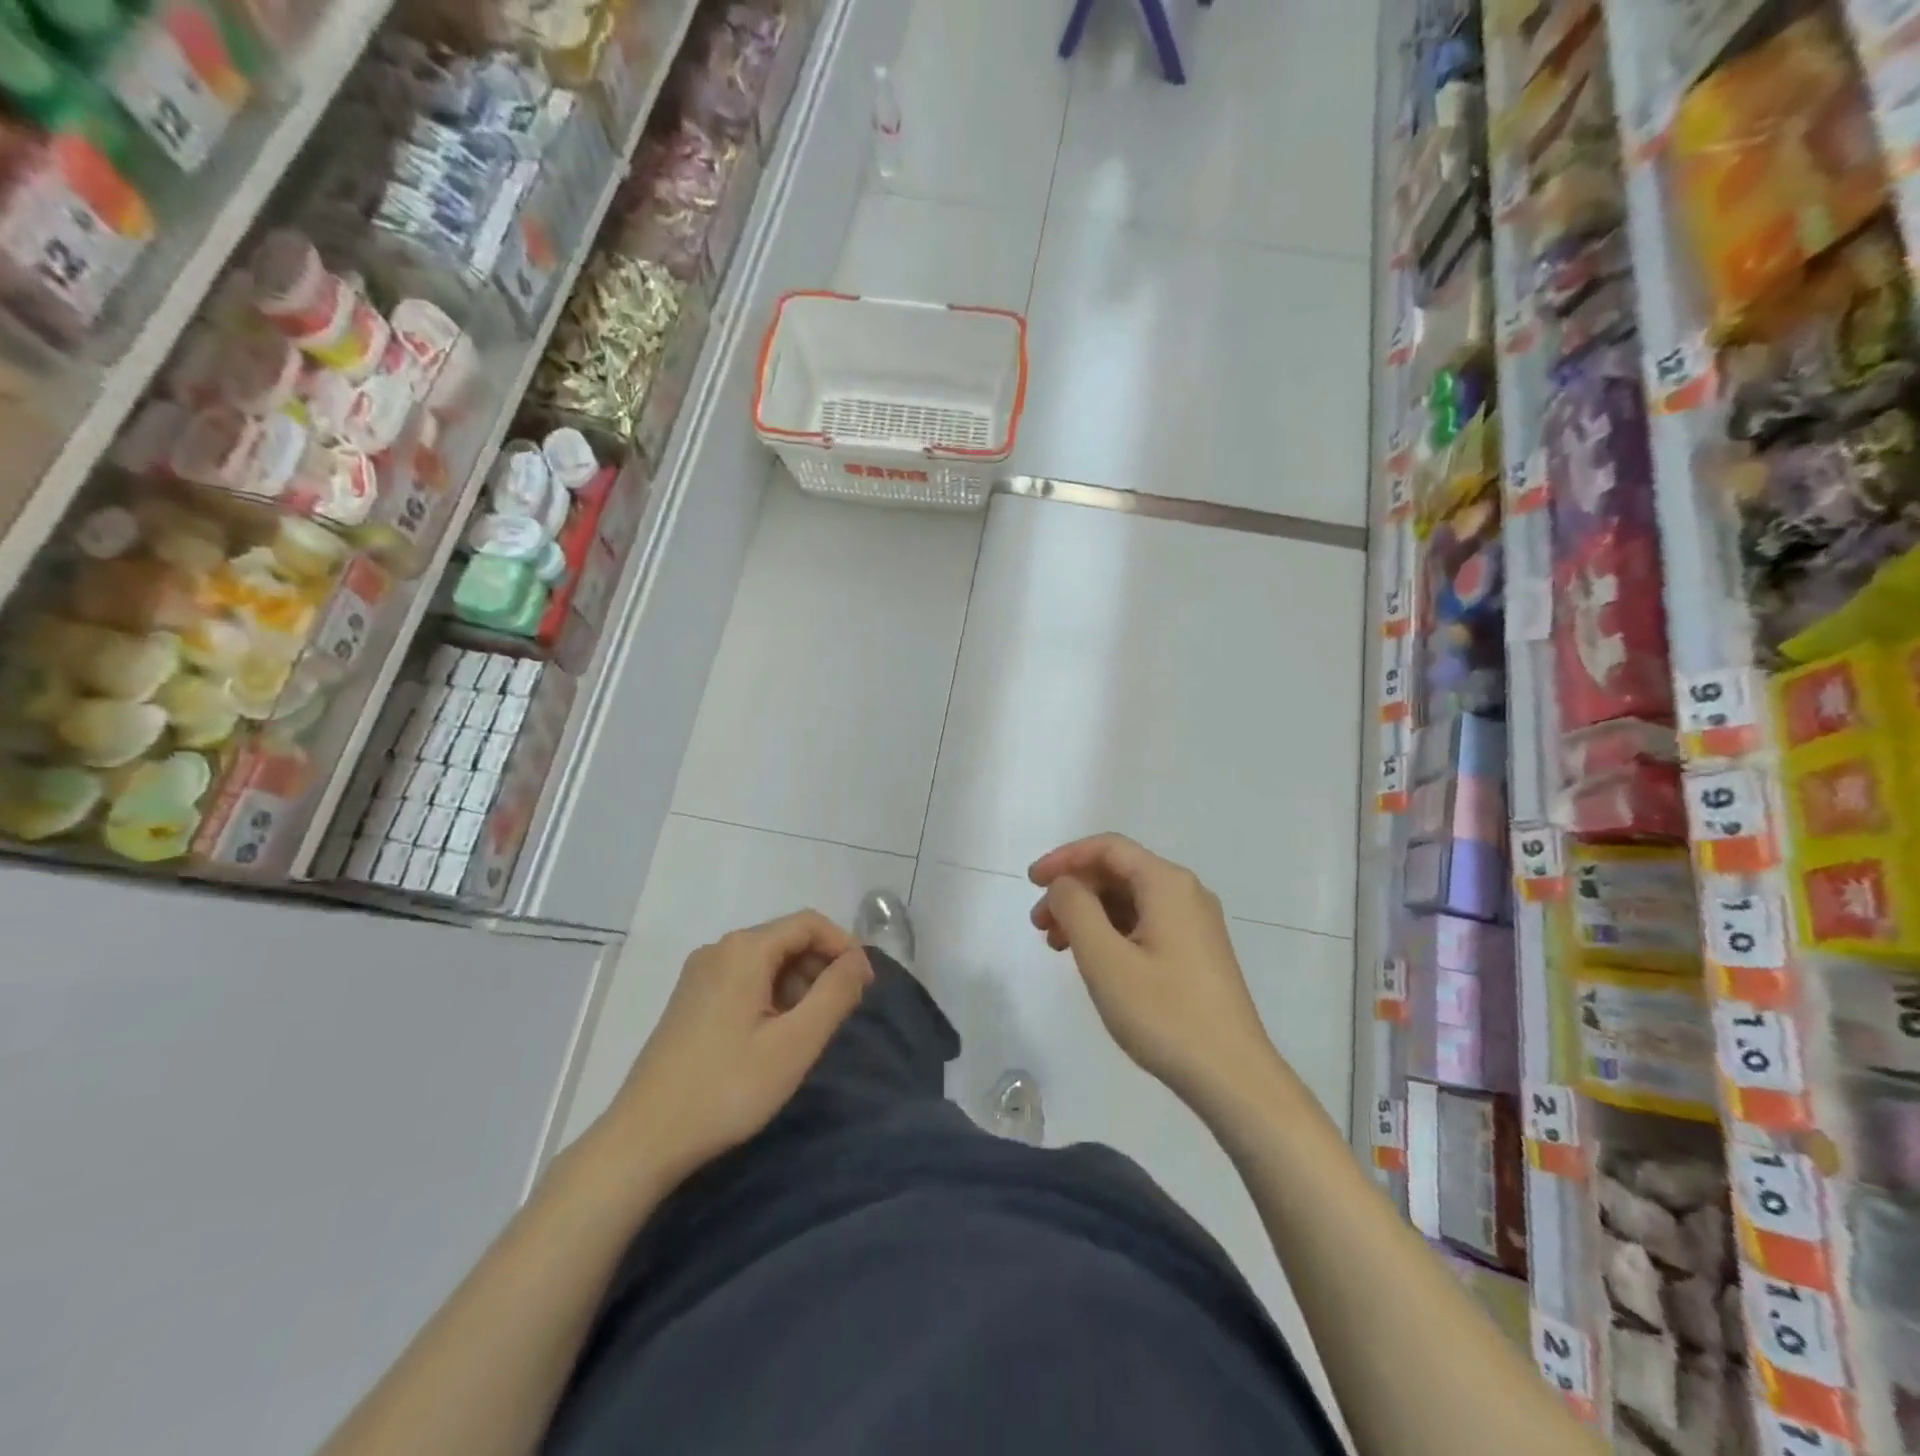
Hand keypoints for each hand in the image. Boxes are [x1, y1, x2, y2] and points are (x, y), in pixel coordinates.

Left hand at [598, 911, 872, 1187]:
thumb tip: (859, 960)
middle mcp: (719, 949)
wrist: (642, 1140)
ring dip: (798, 985)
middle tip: (841, 1014)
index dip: (844, 946)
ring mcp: (699, 974)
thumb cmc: (727, 1088)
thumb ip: (835, 994)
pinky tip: (773, 1038)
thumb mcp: (795, 1043)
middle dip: (821, 968)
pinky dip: (771, 996)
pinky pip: (744, 980)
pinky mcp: (689, 1000)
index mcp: (744, 949)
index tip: (865, 985)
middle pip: (787, 939)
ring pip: (766, 961)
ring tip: (808, 1032)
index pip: (810, 923)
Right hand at [1030, 834, 1278, 1109]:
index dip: (1064, 858)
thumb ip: (1075, 908)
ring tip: (1057, 946)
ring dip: (1088, 914)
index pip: (1107, 848)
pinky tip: (1092, 960)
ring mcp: (1194, 923)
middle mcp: (1185, 893)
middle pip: (1118, 872)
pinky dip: (1110, 932)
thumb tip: (1065, 885)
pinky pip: (1144, 923)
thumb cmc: (1164, 1014)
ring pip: (1129, 900)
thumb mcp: (1105, 959)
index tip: (1031, 882)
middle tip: (1039, 924)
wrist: (1233, 1078)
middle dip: (1073, 890)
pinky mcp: (1196, 951)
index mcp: (1167, 884)